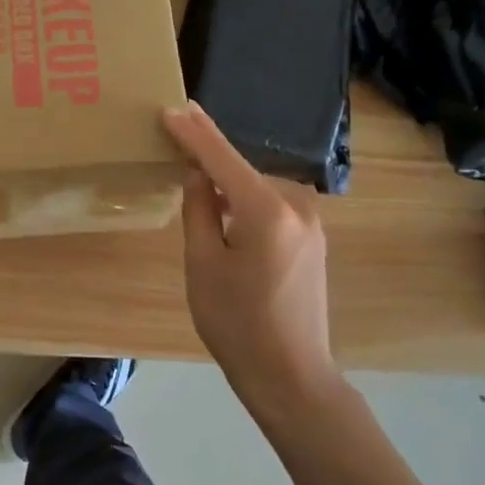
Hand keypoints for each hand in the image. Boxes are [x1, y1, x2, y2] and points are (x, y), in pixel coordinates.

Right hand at [162, 102, 333, 410]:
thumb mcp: (203, 264)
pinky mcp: (313, 238)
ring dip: (228, 182)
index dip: (194, 133)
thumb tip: (199, 173)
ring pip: (256, 187)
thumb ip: (199, 208)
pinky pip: (272, 205)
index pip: (222, 158)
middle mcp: (297, 205)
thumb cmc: (237, 324)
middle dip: (210, 157)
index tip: (171, 108)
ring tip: (194, 177)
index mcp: (267, 210)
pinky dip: (246, 200)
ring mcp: (311, 222)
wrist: (291, 377)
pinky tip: (225, 209)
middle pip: (242, 170)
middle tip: (176, 137)